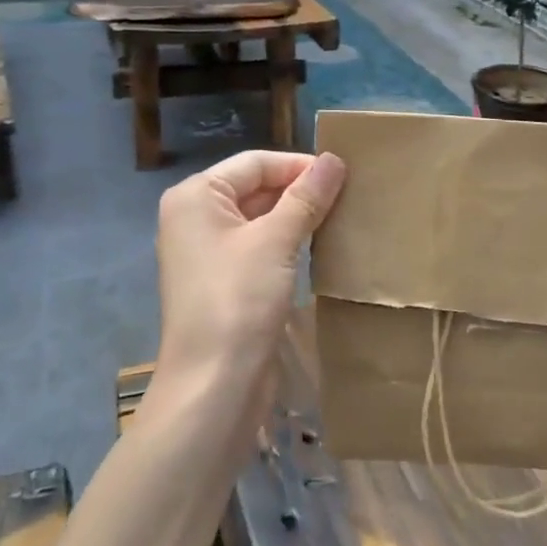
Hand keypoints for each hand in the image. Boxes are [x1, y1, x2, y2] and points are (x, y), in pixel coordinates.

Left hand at [153, 150, 346, 402]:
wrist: (214, 386)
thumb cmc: (238, 300)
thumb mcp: (275, 241)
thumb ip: (305, 197)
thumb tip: (334, 159)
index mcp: (196, 196)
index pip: (255, 163)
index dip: (299, 165)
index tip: (345, 174)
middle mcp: (196, 218)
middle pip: (255, 187)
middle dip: (300, 190)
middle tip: (350, 195)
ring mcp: (208, 252)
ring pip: (260, 219)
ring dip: (298, 217)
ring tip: (343, 216)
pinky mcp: (224, 282)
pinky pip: (259, 247)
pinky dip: (288, 243)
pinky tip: (321, 246)